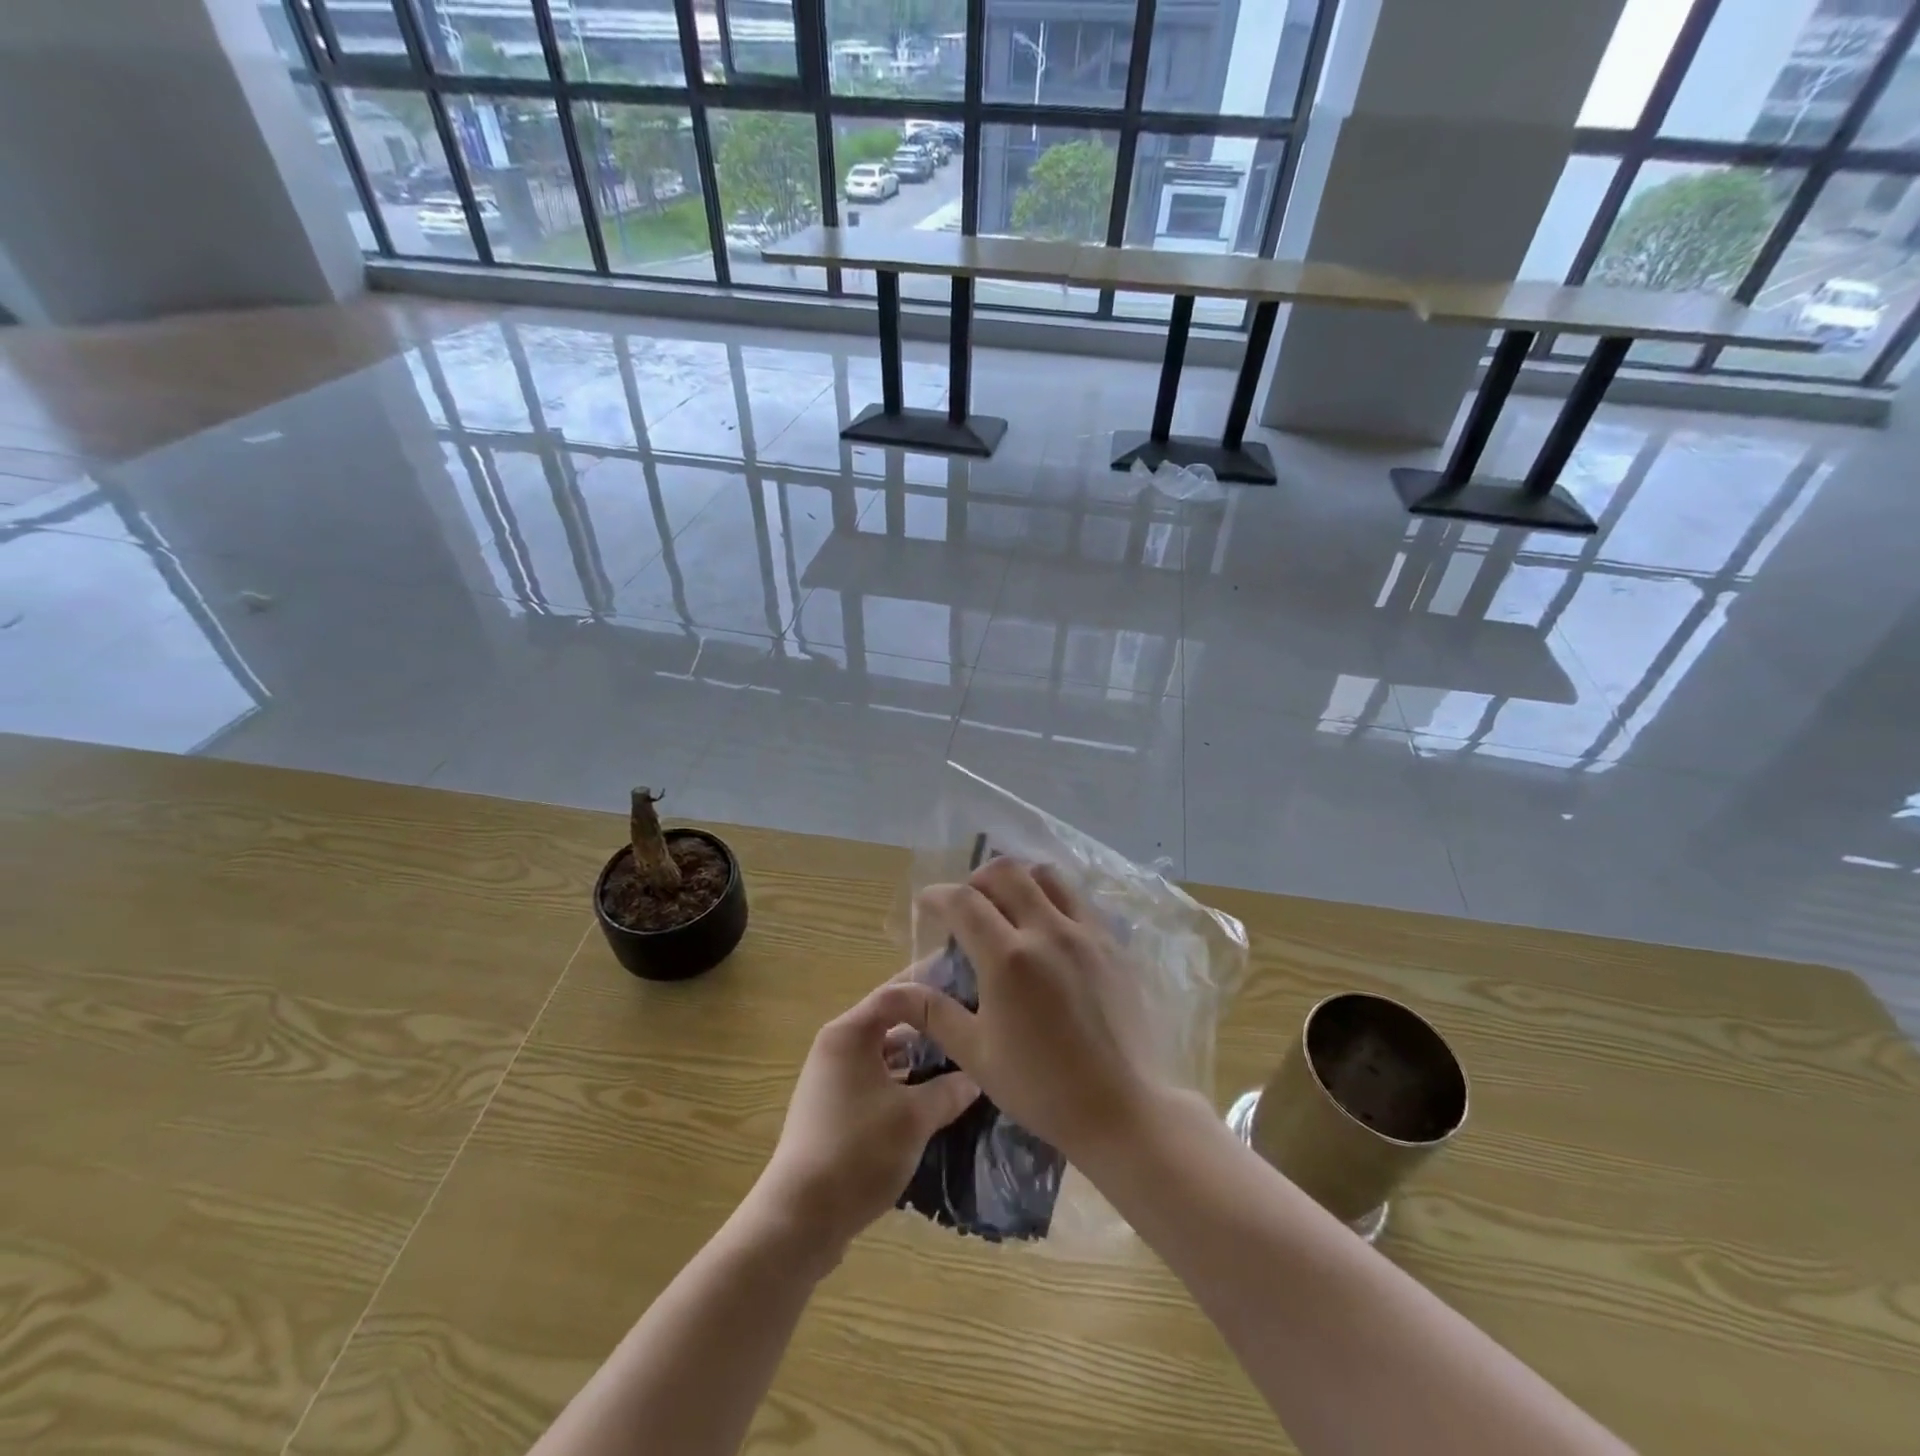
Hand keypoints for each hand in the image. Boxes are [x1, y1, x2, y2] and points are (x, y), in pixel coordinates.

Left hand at [754, 980, 979, 1257]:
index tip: (967, 988)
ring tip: (961, 1061)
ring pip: (884, 1055)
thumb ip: (949, 1090)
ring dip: (918, 1057)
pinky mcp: (833, 1111)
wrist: (800, 1219)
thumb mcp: (915, 1118)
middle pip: (890, 1021)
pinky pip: (876, 1081)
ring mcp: (831, 1080)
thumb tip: (976, 1076)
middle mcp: (836, 1047)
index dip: (932, 987)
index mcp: (849, 1033)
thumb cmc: (858, 1151)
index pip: (896, 993)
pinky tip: (934, 1098)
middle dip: (929, 1024)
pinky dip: (903, 1083)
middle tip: (970, 1025)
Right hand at [913, 858, 1164, 1166]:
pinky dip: (1054, 900)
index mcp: (1008, 958)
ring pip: (1047, 876)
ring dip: (1019, 881)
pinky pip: (1078, 900)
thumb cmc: (1041, 1088)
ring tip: (1009, 907)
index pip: (963, 901)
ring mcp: (1086, 933)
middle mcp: (1048, 931)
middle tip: (968, 904)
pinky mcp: (1113, 944)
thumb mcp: (976, 1054)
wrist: (1122, 1109)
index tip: (927, 904)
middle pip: (1006, 872)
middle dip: (977, 879)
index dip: (938, 895)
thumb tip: (897, 989)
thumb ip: (934, 1013)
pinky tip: (1048, 932)